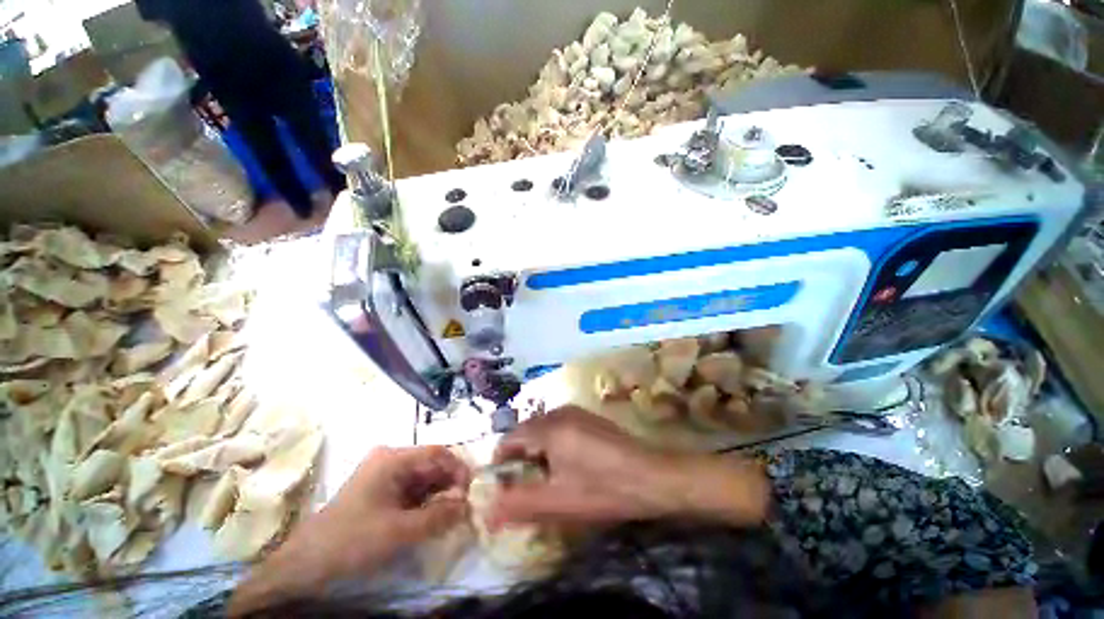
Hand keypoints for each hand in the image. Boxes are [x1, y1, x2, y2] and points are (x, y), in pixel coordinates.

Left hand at [230, 446, 469, 614]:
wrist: (304, 567)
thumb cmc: (351, 541)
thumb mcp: (400, 531)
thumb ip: (438, 515)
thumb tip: (468, 504)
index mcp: (394, 459)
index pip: (438, 453)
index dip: (459, 470)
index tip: (471, 493)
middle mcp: (391, 461)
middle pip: (432, 465)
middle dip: (450, 485)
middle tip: (464, 508)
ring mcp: (385, 476)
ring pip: (424, 480)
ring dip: (440, 496)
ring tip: (452, 517)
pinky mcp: (381, 493)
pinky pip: (413, 493)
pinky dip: (426, 504)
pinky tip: (433, 520)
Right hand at [488, 406, 768, 528]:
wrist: (653, 476)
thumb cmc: (604, 489)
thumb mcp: (560, 501)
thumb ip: (520, 503)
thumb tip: (487, 510)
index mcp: (549, 428)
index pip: (510, 438)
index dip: (503, 463)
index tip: (507, 487)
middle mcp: (559, 412)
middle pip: (526, 432)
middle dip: (522, 459)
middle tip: (532, 487)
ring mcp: (576, 411)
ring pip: (544, 430)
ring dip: (539, 452)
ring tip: (553, 479)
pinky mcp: (588, 417)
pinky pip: (559, 427)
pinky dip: (555, 445)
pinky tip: (572, 465)